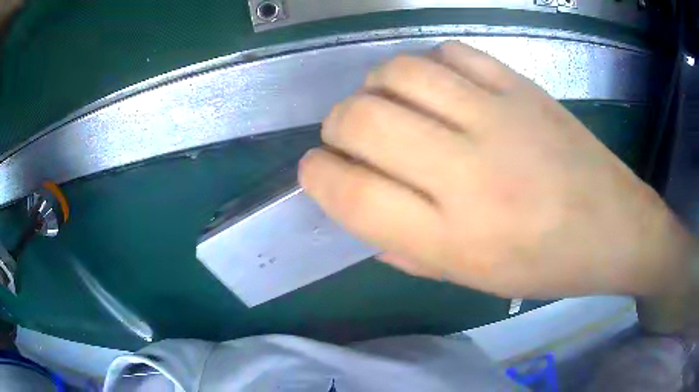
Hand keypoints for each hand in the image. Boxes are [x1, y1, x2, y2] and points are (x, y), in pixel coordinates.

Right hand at [298, 41, 691, 298]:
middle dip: (337, 126)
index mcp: (452, 237)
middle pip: (360, 119)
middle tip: (351, 137)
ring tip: (391, 105)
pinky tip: (440, 86)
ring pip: (398, 73)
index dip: (317, 175)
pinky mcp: (521, 86)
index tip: (316, 170)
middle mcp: (469, 172)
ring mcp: (499, 118)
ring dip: (375, 87)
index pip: (350, 193)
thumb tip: (355, 201)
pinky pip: (450, 52)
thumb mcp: (468, 278)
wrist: (612, 227)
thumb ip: (403, 245)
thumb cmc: (544, 265)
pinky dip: (428, 65)